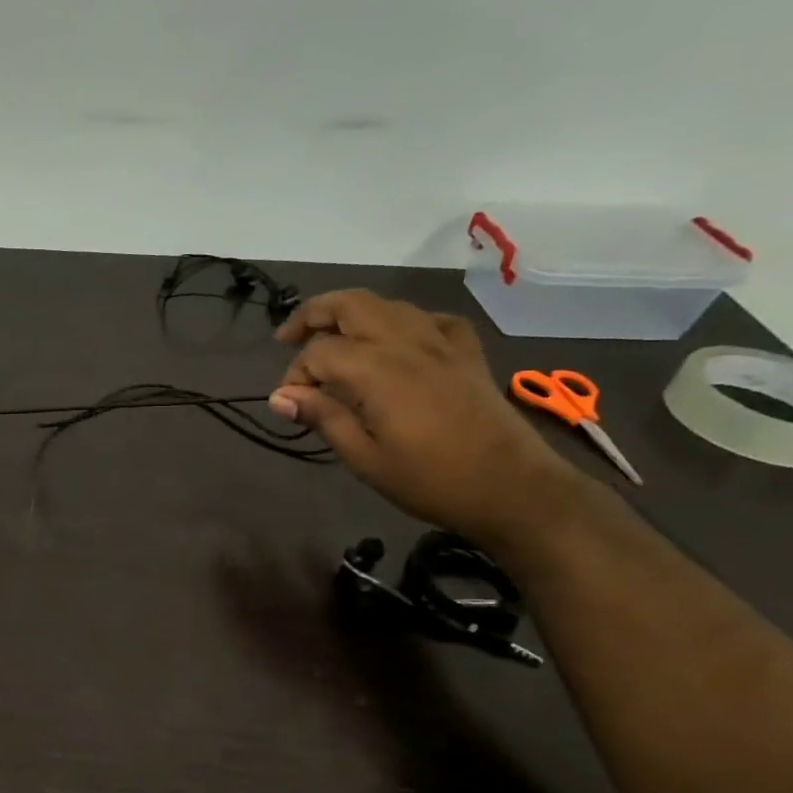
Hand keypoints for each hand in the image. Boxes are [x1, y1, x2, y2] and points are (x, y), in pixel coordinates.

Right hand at [268, 289, 586, 545]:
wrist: (511, 488)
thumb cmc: (429, 480)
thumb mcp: (364, 458)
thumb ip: (323, 417)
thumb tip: (280, 397)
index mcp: (378, 370)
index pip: (319, 352)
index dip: (295, 375)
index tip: (289, 404)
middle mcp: (406, 343)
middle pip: (351, 304)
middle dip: (313, 314)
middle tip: (288, 338)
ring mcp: (441, 344)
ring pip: (388, 305)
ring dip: (353, 313)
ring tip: (332, 336)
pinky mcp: (466, 353)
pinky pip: (430, 320)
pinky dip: (403, 323)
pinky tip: (396, 343)